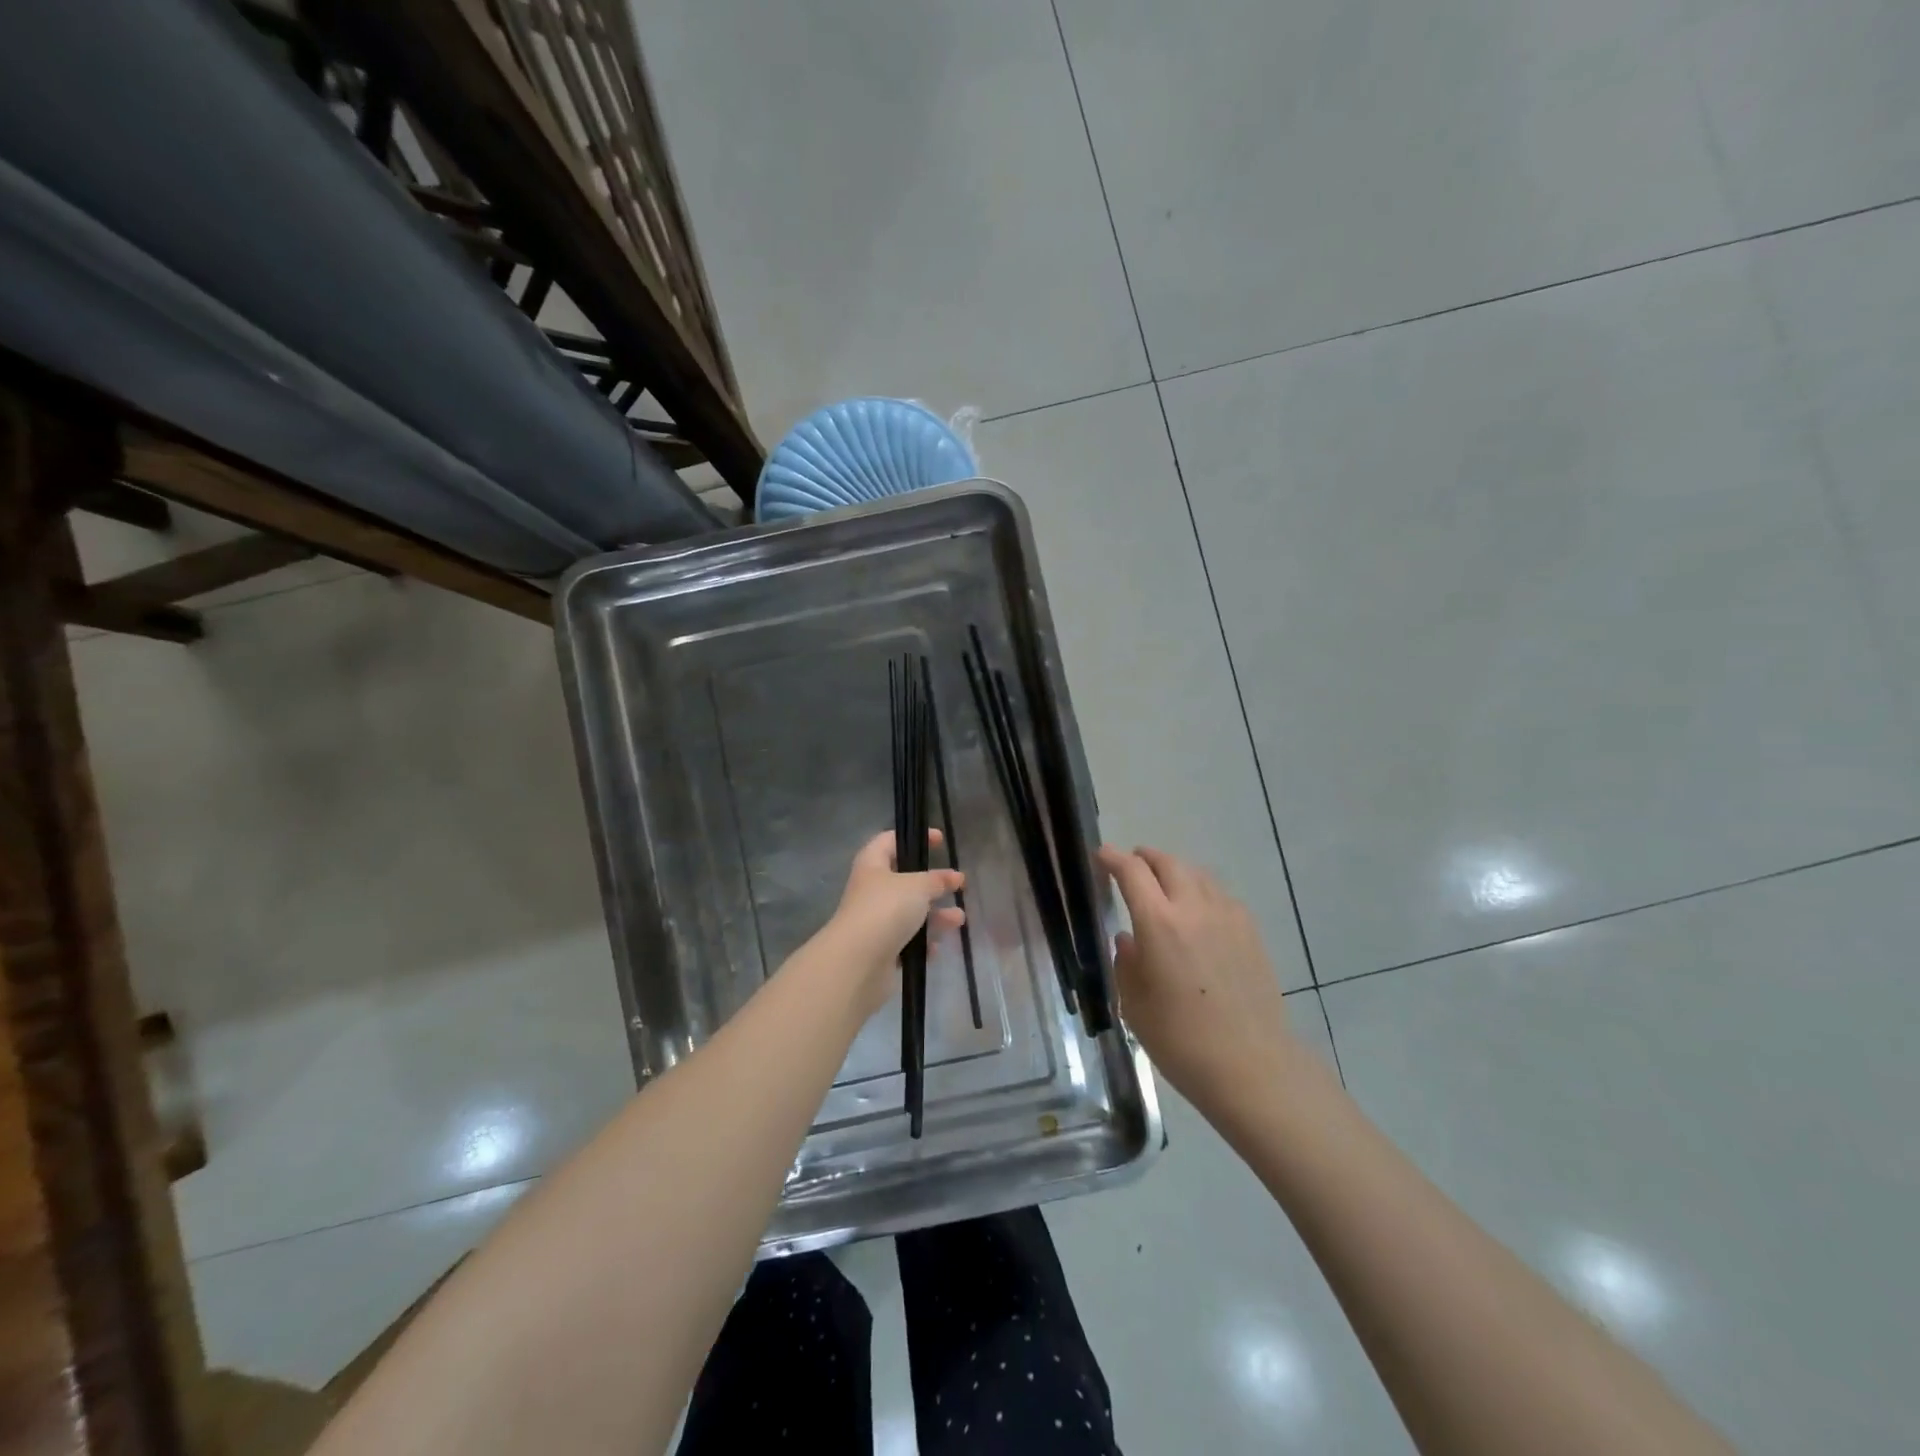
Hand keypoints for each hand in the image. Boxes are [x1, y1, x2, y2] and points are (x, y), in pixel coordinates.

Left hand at [822, 831, 963, 1015]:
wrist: (858, 962)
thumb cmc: (886, 909)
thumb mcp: (917, 886)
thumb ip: (937, 880)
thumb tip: (954, 876)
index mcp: (872, 865)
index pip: (890, 841)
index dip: (914, 838)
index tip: (940, 841)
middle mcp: (871, 890)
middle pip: (905, 881)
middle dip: (933, 885)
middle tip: (957, 886)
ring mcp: (875, 921)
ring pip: (910, 913)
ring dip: (935, 916)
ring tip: (959, 920)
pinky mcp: (881, 950)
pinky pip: (907, 942)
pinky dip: (923, 943)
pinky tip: (935, 948)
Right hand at [1098, 844, 1298, 1123]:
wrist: (1250, 1065)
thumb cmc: (1180, 1040)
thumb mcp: (1134, 1004)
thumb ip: (1126, 963)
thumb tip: (1128, 940)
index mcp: (1158, 923)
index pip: (1132, 872)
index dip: (1113, 858)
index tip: (1101, 855)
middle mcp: (1194, 908)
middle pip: (1168, 864)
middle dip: (1146, 858)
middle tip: (1132, 863)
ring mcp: (1228, 917)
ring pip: (1198, 875)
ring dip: (1176, 871)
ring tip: (1165, 883)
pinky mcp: (1251, 932)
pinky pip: (1221, 896)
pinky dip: (1202, 891)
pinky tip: (1199, 911)